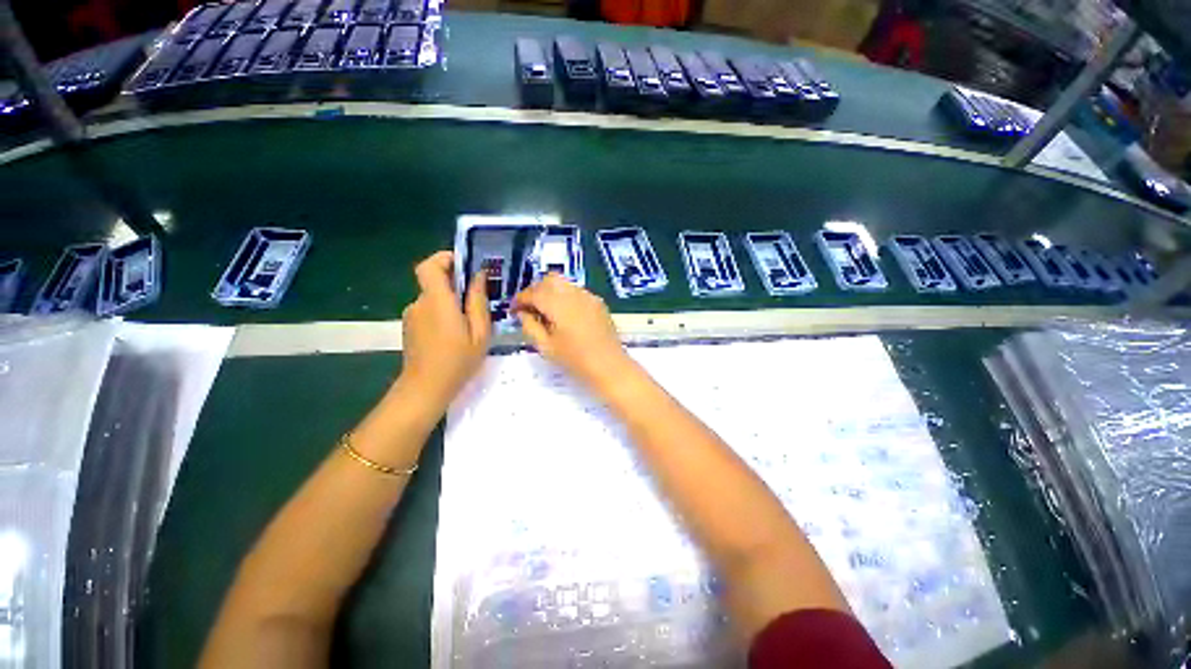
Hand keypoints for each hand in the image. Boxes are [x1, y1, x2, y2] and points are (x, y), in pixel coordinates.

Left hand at [398, 251, 490, 412]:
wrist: (425, 389)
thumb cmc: (457, 361)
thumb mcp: (479, 332)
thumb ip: (478, 301)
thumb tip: (479, 276)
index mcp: (437, 301)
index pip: (429, 266)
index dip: (444, 258)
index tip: (464, 264)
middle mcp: (420, 303)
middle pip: (435, 281)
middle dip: (457, 285)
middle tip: (479, 299)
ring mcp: (412, 315)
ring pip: (434, 298)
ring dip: (452, 303)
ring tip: (471, 323)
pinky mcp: (411, 327)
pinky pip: (430, 311)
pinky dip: (444, 314)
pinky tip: (456, 334)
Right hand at [512, 275, 636, 394]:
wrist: (609, 366)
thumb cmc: (575, 360)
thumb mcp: (546, 347)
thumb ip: (530, 326)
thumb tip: (523, 313)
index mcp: (558, 305)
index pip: (533, 292)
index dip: (520, 299)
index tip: (513, 310)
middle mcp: (574, 294)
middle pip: (549, 280)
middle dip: (536, 290)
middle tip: (529, 308)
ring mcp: (588, 296)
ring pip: (564, 283)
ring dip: (551, 292)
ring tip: (546, 312)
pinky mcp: (598, 302)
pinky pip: (576, 291)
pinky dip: (565, 296)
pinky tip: (565, 315)